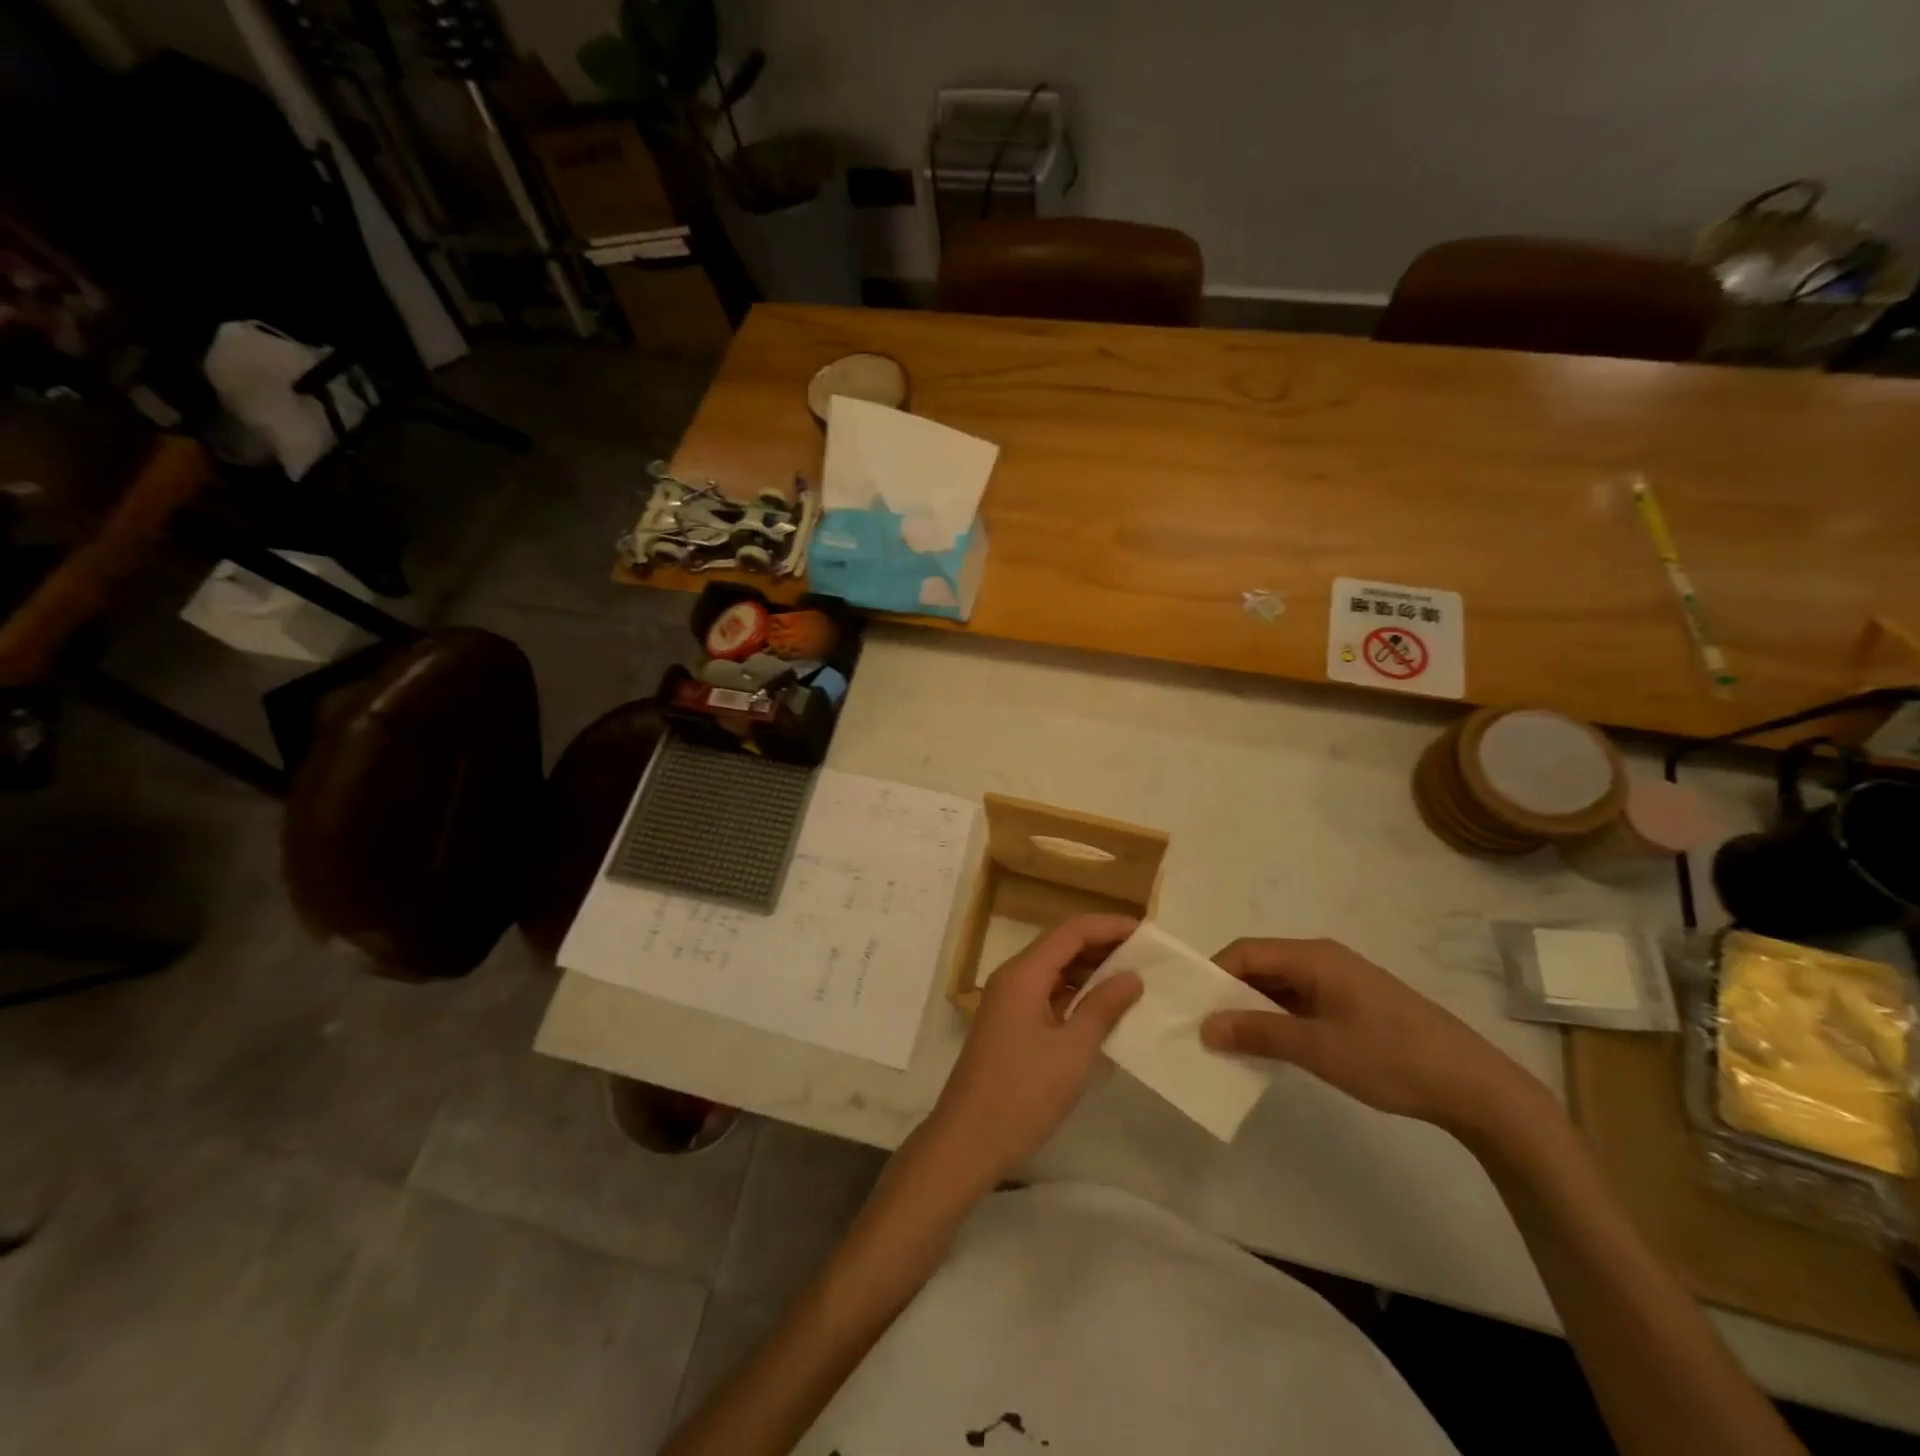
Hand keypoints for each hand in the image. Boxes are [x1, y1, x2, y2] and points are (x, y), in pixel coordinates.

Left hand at [923, 915, 1142, 1186]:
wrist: (968, 1140)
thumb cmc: (1022, 1093)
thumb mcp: (1073, 1051)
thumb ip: (1103, 1008)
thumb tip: (1132, 977)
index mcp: (1023, 974)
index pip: (1071, 931)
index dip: (1109, 927)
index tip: (1147, 934)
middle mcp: (1013, 977)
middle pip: (1061, 946)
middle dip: (1102, 947)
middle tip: (1147, 958)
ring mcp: (1009, 1001)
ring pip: (1054, 971)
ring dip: (1091, 972)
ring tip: (1134, 980)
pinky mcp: (1011, 1024)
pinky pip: (1048, 994)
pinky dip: (1076, 995)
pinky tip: (1104, 1010)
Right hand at [1200, 938, 1542, 1135]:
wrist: (1476, 1087)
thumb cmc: (1391, 1058)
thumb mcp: (1318, 1048)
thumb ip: (1259, 1033)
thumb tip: (1205, 1026)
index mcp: (1313, 957)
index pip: (1245, 951)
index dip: (1212, 974)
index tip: (1189, 1006)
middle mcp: (1322, 959)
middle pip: (1260, 965)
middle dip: (1228, 993)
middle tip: (1202, 1026)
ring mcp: (1340, 982)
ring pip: (1279, 985)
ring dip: (1252, 1009)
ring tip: (1228, 1040)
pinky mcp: (1352, 1004)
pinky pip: (1299, 1001)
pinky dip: (1277, 1019)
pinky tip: (1268, 1046)